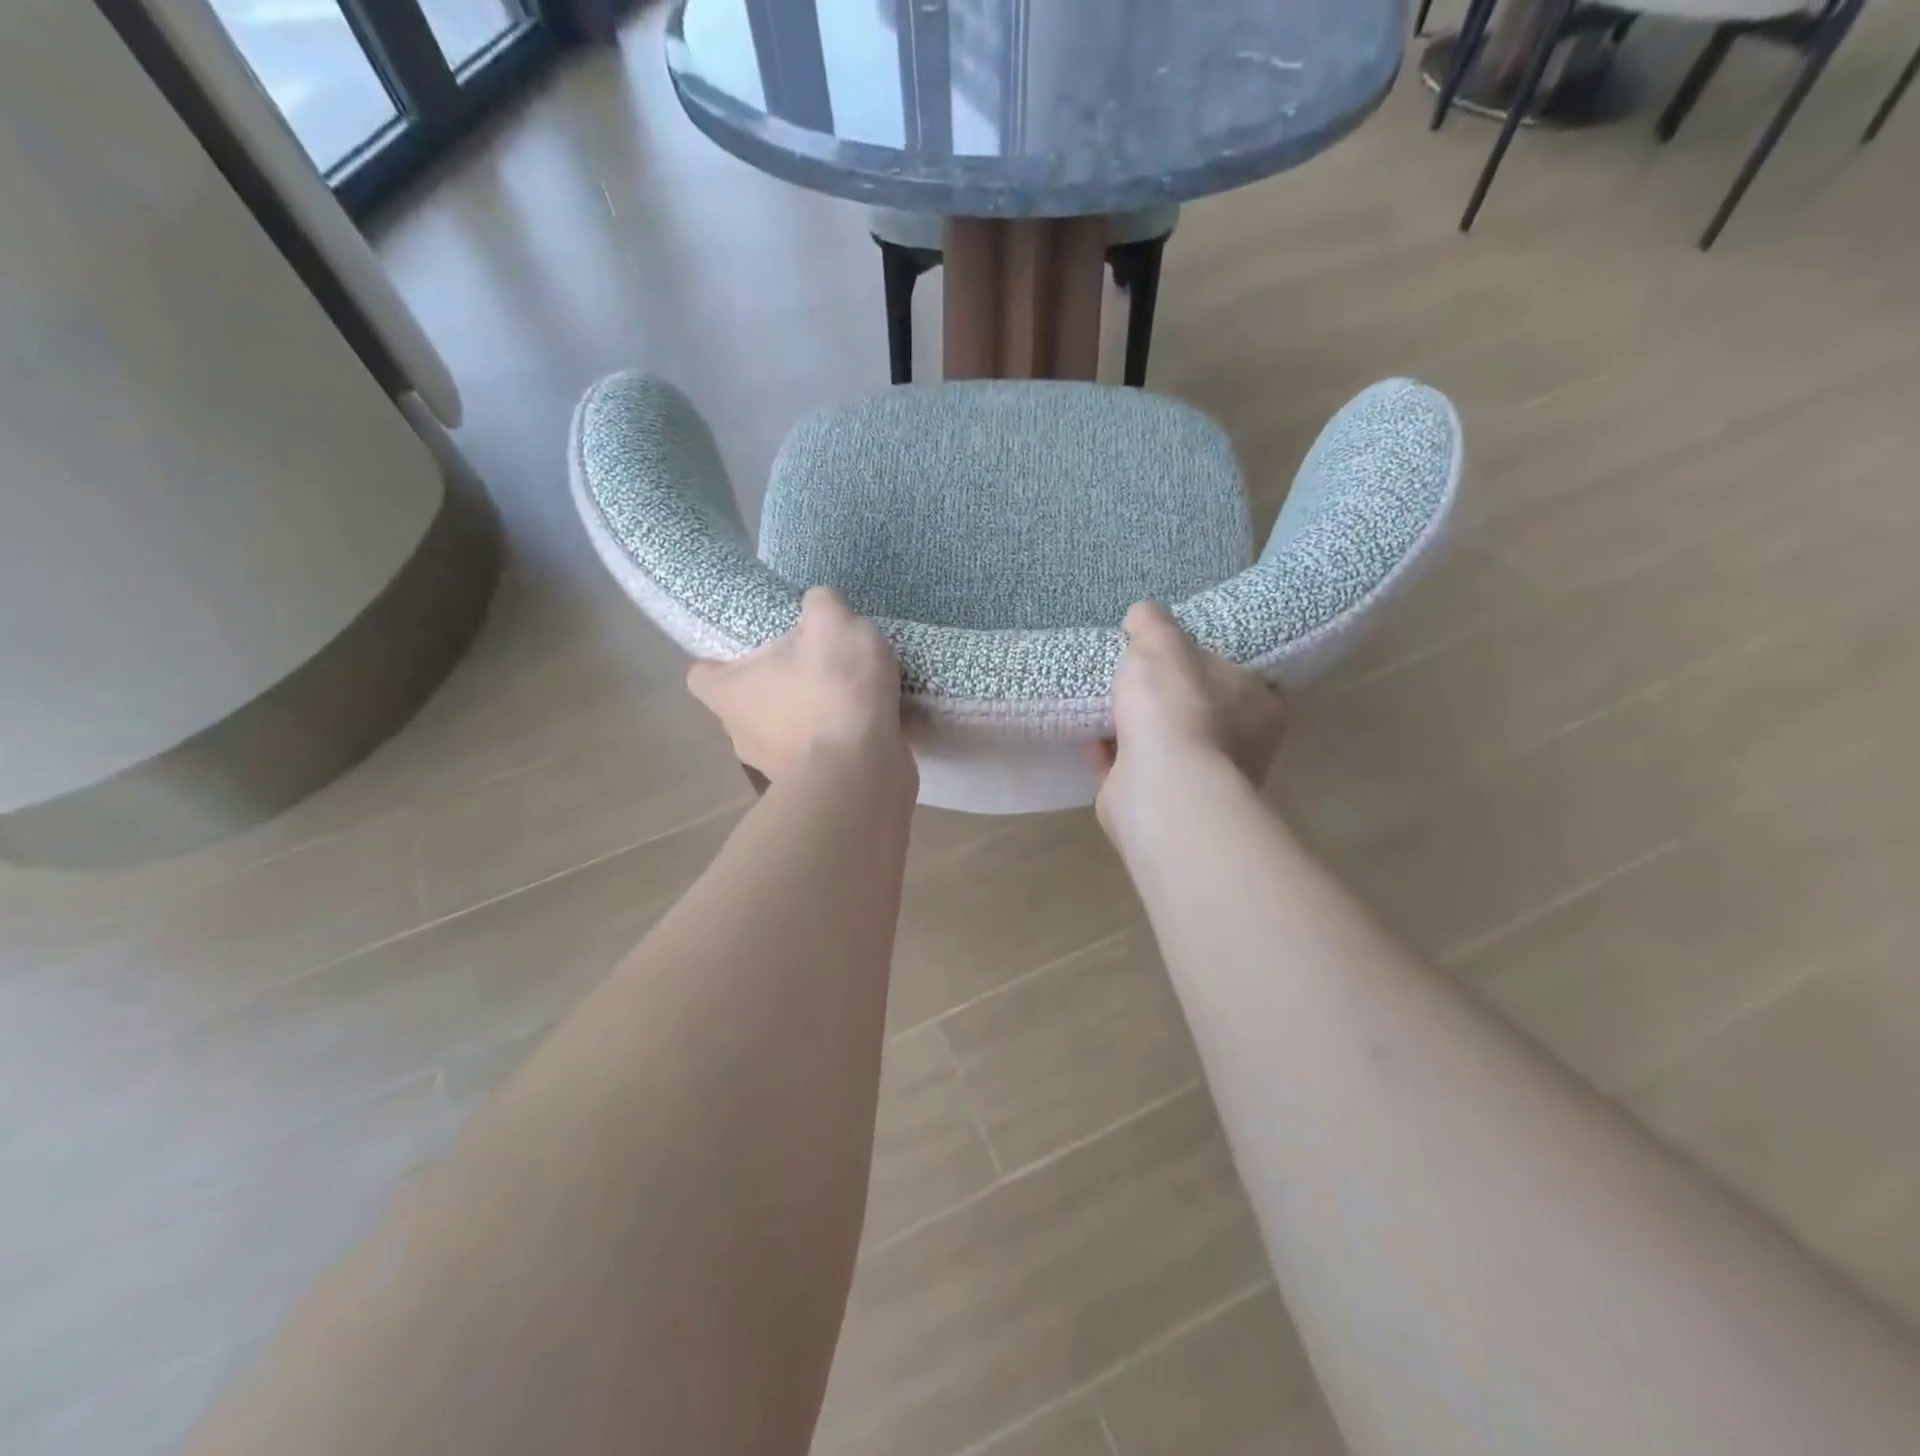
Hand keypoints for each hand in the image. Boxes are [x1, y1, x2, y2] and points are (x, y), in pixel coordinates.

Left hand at [688, 588, 907, 781]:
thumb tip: (820, 604)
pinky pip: (818, 757)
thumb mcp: (833, 623)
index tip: (755, 649)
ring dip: (810, 716)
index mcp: (728, 692)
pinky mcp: (812, 787)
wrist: (863, 773)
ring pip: (784, 732)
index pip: (701, 674)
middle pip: (748, 703)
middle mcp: (740, 734)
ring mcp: (775, 768)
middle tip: (813, 666)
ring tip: (849, 696)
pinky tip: (869, 725)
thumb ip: (822, 603)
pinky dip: (837, 742)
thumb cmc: (832, 694)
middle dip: (776, 686)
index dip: (722, 660)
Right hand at [1088, 601, 1287, 833]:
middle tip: (1126, 674)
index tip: (1165, 652)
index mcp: (1258, 703)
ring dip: (1130, 725)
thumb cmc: (1174, 709)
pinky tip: (1089, 739)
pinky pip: (1134, 767)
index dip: (1198, 659)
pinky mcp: (1164, 801)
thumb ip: (1152, 622)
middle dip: (1158, 694)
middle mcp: (1240, 744)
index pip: (1233, 672)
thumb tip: (1142, 616)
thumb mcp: (1161, 644)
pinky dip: (1112, 753)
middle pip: (1193, 707)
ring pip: (1162, 740)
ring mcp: (1201, 778)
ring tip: (1099, 702)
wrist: (1159, 789)